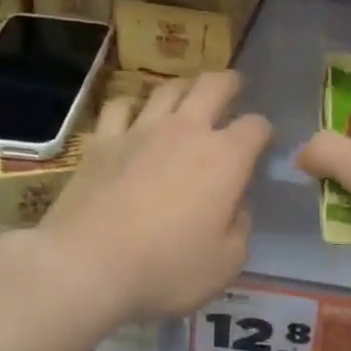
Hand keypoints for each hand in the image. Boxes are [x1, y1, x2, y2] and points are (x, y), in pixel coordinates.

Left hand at [27, 71, 270, 324]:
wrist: (86, 266)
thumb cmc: (167, 268)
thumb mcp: (227, 263)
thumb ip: (240, 228)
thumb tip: (236, 206)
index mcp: (226, 158)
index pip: (256, 127)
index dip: (264, 131)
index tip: (264, 142)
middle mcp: (186, 131)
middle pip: (213, 86)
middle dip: (230, 83)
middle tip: (234, 86)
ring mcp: (140, 131)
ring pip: (166, 88)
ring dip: (184, 87)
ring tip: (188, 94)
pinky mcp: (102, 142)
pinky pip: (120, 107)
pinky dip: (133, 105)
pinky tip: (134, 115)